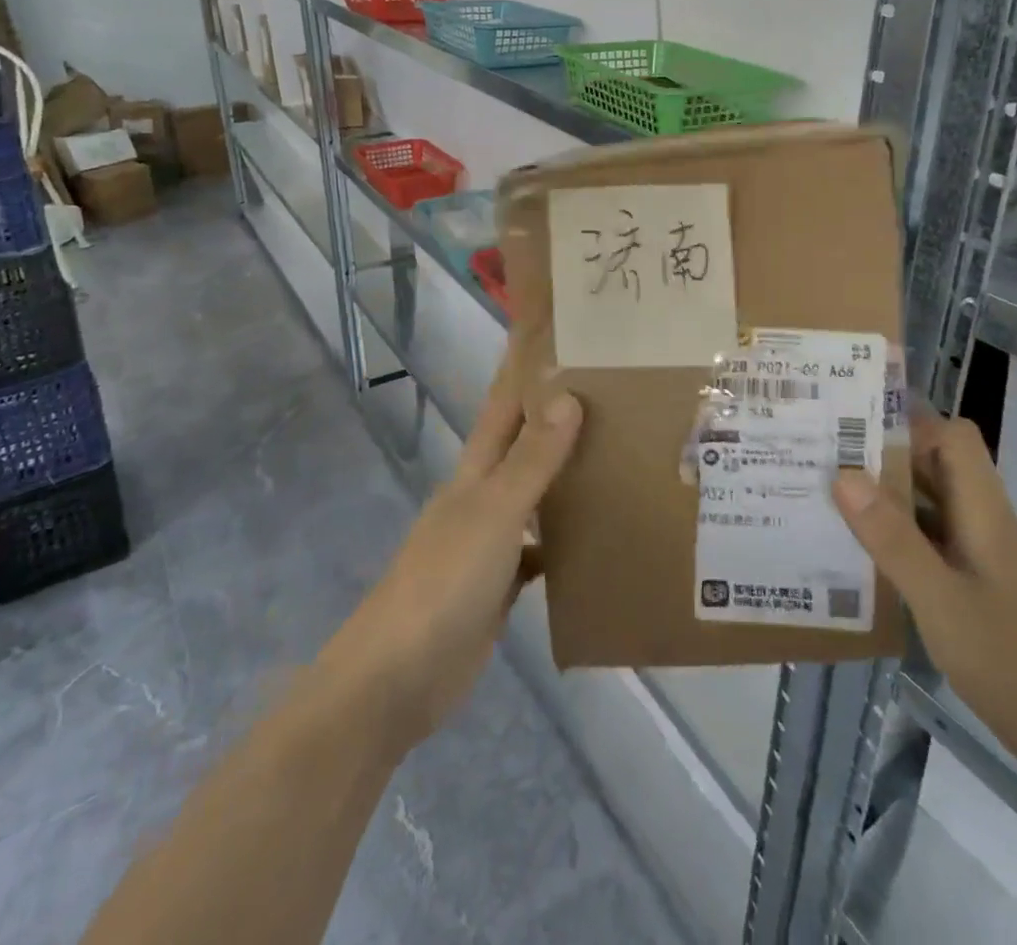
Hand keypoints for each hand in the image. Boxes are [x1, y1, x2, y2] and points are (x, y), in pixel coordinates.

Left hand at [327, 351, 582, 757]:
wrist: (397, 680)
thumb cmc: (444, 582)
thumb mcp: (494, 513)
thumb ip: (532, 459)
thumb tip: (569, 396)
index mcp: (476, 471)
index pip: (504, 405)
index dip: (525, 370)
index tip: (559, 337)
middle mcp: (483, 497)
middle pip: (524, 446)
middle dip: (558, 418)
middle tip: (614, 393)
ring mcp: (490, 543)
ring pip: (536, 496)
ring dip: (567, 477)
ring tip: (619, 456)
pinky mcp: (500, 586)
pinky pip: (541, 551)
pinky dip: (565, 541)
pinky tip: (599, 538)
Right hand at [833, 410, 1016, 803]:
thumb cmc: (1015, 664)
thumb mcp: (942, 601)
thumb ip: (893, 539)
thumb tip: (844, 475)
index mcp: (985, 512)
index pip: (954, 437)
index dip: (910, 424)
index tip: (854, 428)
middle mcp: (985, 524)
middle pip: (937, 467)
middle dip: (884, 457)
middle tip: (823, 458)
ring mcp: (983, 558)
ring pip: (931, 507)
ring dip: (886, 500)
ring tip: (827, 500)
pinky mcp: (978, 590)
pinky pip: (931, 545)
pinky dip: (897, 540)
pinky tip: (860, 558)